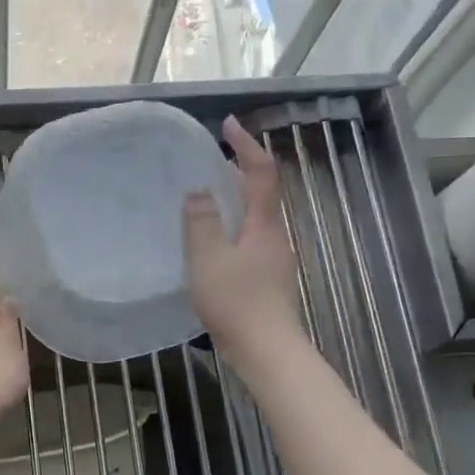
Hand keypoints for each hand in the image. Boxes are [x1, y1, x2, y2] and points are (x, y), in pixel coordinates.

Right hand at [185, 116, 303, 365]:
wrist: (267, 350)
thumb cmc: (237, 301)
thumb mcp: (208, 258)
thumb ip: (202, 222)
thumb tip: (199, 190)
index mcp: (264, 224)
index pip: (261, 172)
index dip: (246, 145)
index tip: (228, 124)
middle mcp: (275, 235)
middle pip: (262, 193)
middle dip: (238, 171)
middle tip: (209, 161)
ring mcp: (274, 259)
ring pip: (256, 218)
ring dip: (235, 200)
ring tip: (205, 198)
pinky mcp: (268, 279)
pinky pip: (250, 240)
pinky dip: (233, 227)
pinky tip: (212, 243)